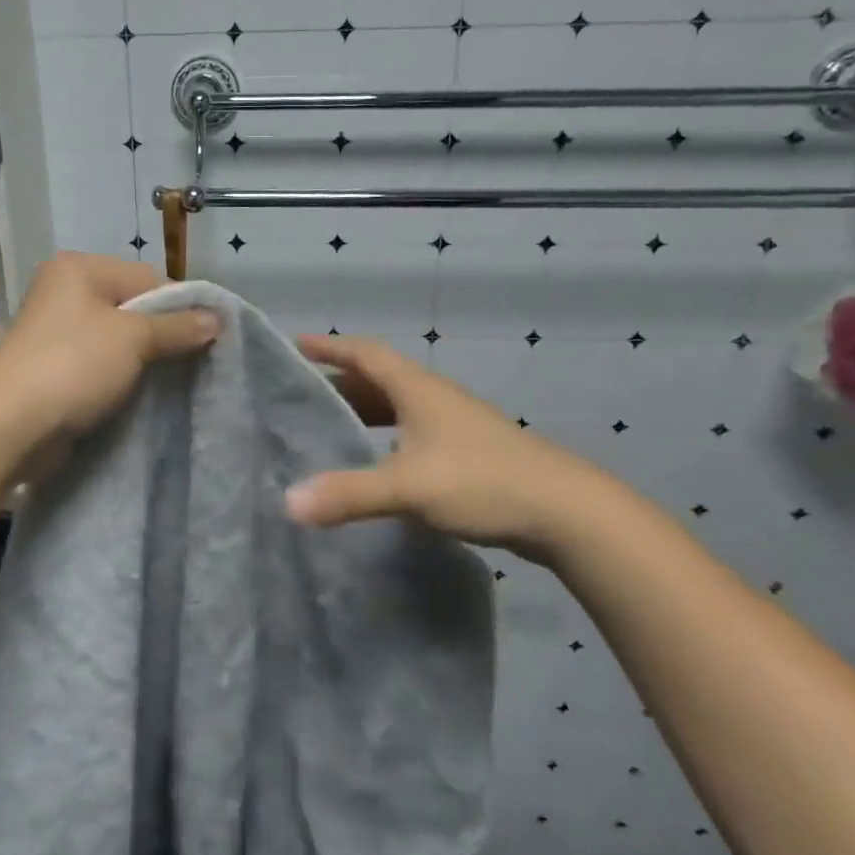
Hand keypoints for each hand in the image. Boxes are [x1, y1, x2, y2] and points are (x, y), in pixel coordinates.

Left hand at [0, 253, 219, 446]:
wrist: (10, 425)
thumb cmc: (74, 365)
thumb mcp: (134, 338)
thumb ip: (178, 326)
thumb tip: (219, 319)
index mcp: (80, 269)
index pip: (148, 277)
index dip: (180, 306)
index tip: (207, 338)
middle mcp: (65, 291)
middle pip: (133, 307)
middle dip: (163, 333)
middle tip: (192, 360)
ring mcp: (56, 331)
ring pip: (117, 338)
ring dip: (142, 359)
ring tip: (168, 379)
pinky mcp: (54, 366)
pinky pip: (100, 363)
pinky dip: (120, 375)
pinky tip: (138, 392)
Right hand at [286, 334, 623, 555]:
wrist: (565, 510)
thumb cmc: (483, 481)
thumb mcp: (409, 486)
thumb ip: (349, 493)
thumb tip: (288, 503)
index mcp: (418, 389)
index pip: (366, 354)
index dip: (331, 347)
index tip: (297, 344)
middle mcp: (434, 398)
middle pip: (379, 379)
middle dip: (340, 383)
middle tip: (301, 395)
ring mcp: (454, 425)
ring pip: (397, 407)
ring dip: (363, 411)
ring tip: (329, 426)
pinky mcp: (466, 452)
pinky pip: (411, 432)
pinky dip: (384, 438)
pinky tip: (376, 463)